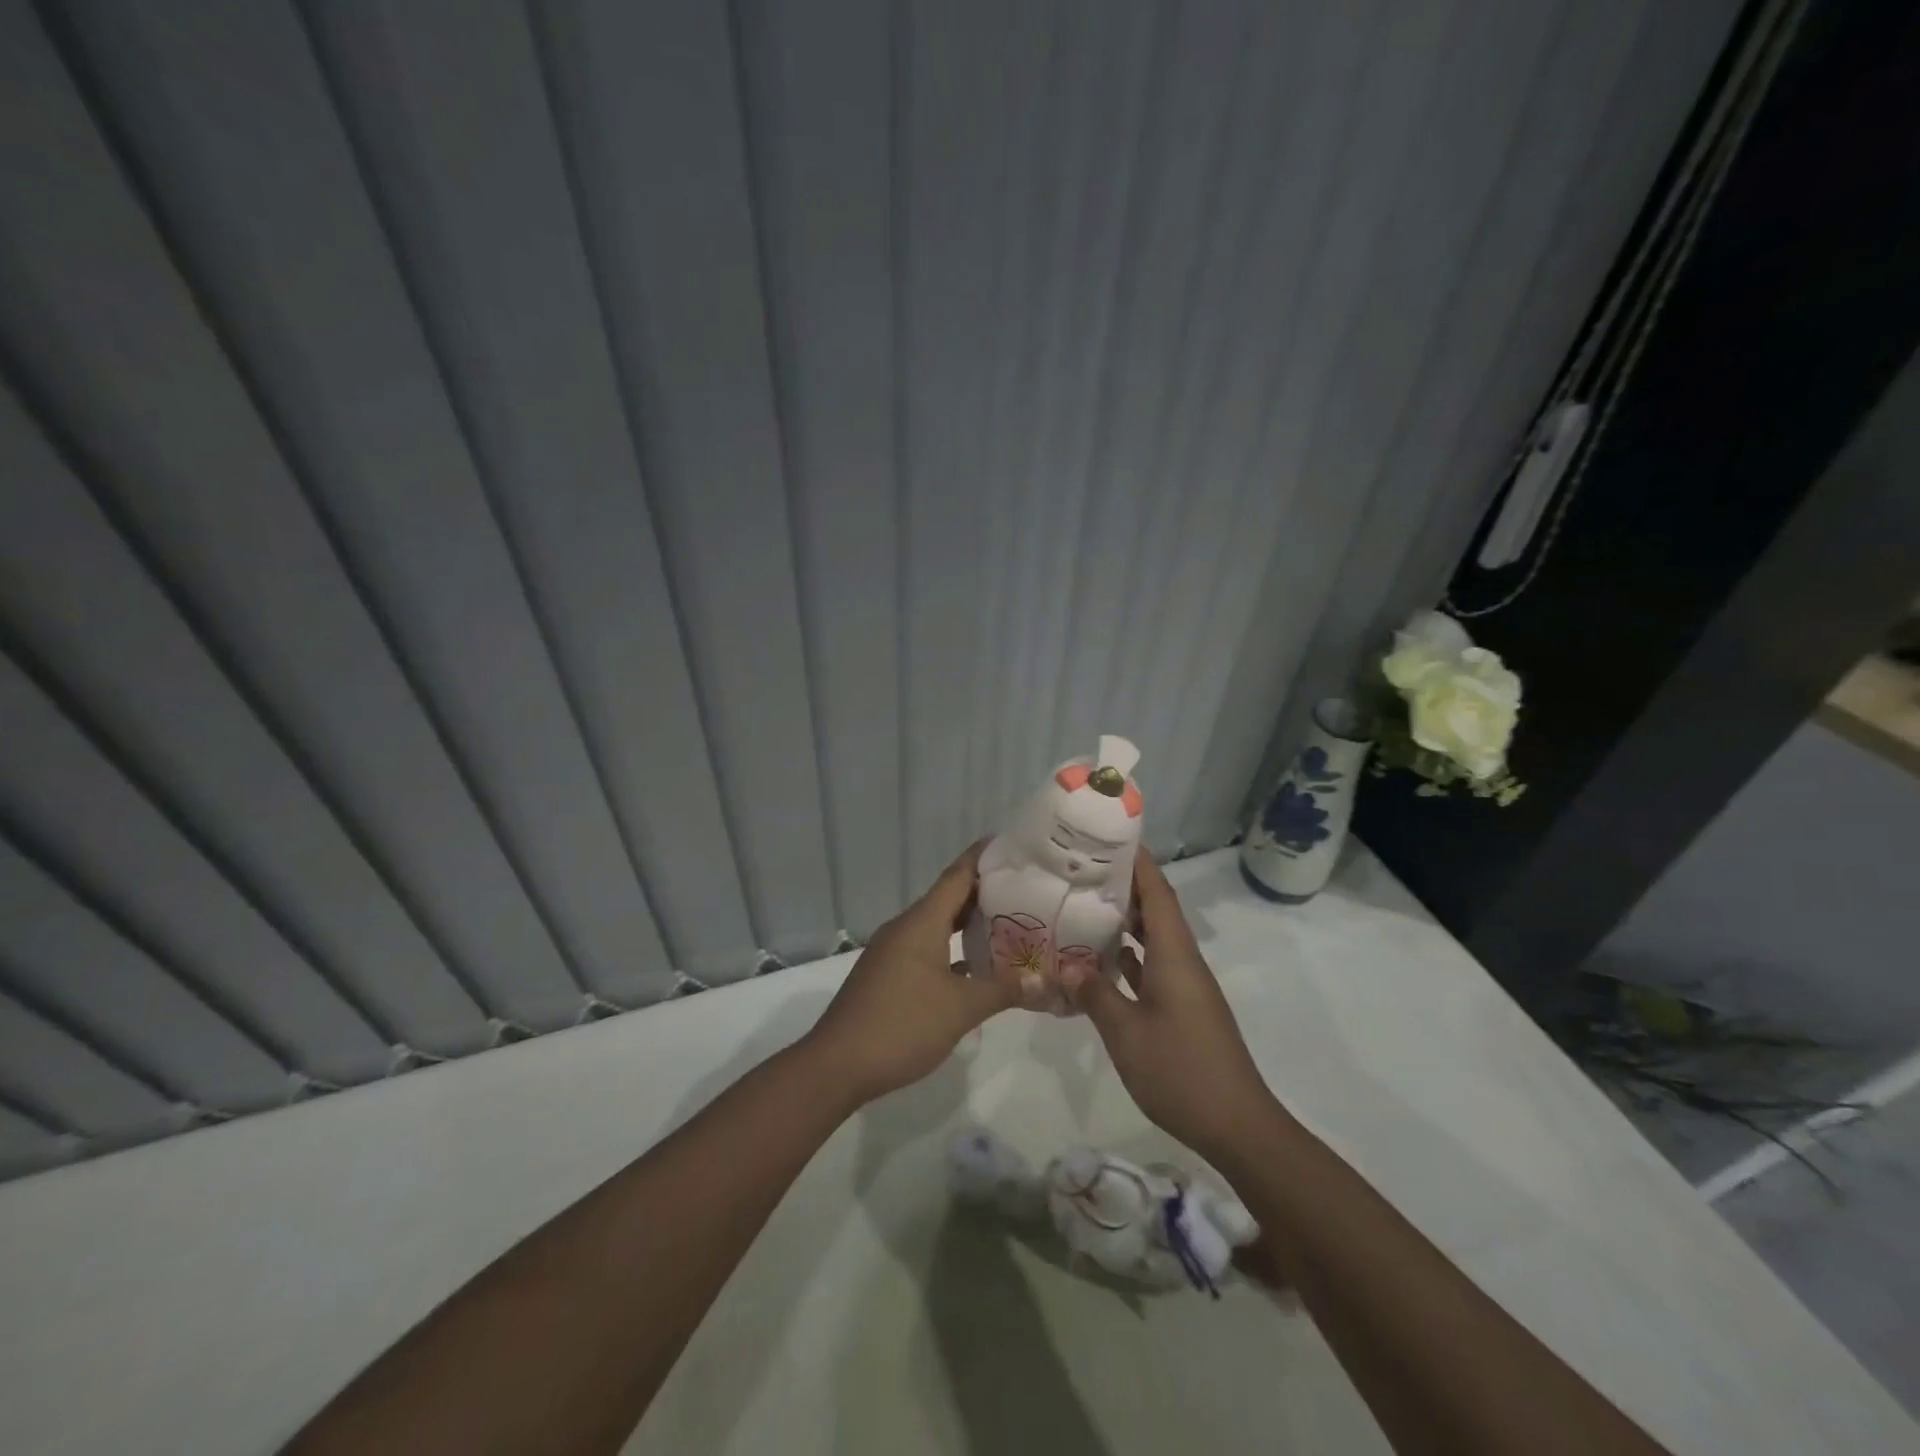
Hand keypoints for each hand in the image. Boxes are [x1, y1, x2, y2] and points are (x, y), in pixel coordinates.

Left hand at [804, 842, 1019, 1105]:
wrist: (837, 1064)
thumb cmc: (902, 1025)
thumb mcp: (961, 1008)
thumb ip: (1002, 990)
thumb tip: (1041, 981)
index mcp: (921, 922)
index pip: (957, 875)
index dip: (983, 857)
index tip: (1012, 844)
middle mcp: (906, 928)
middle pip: (949, 898)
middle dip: (984, 891)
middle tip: (1024, 888)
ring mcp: (893, 952)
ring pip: (937, 926)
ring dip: (969, 924)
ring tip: (1009, 924)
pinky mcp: (888, 976)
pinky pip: (928, 950)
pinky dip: (953, 950)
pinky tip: (976, 968)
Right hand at [1060, 850, 1277, 1160]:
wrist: (1236, 1125)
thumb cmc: (1181, 1070)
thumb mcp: (1125, 1032)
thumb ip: (1094, 993)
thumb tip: (1065, 965)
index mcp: (1174, 955)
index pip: (1158, 892)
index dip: (1137, 861)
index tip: (1109, 836)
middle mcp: (1182, 961)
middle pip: (1155, 909)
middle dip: (1124, 884)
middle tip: (1081, 868)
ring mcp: (1183, 986)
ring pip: (1153, 938)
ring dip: (1124, 920)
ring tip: (1083, 903)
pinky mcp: (1181, 1008)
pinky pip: (1151, 967)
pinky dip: (1127, 956)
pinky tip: (1098, 959)